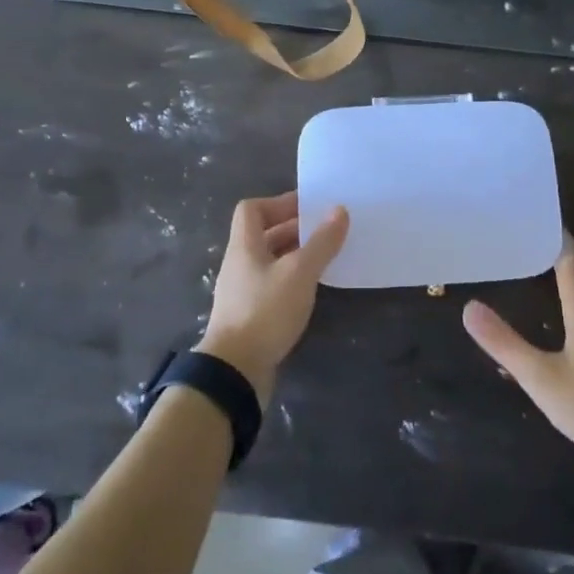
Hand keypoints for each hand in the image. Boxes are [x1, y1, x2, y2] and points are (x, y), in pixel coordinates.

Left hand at [196, 192, 347, 404]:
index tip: (308, 207)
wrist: (234, 371)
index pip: (252, 209)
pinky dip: (292, 280)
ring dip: (295, 255)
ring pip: (270, 261)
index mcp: (244, 246)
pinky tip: (311, 289)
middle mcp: (239, 264)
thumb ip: (321, 242)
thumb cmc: (265, 311)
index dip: (279, 202)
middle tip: (326, 230)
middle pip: (263, 234)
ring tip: (325, 257)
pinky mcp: (249, 315)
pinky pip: (272, 285)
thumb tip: (339, 210)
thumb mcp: (299, 273)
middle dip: (294, 228)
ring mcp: (242, 291)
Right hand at [463, 235, 573, 468]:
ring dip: (567, 274)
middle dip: (556, 250)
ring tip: (538, 268)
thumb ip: (504, 343)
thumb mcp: (540, 377)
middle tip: (526, 237)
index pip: (570, 257)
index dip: (553, 234)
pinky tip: (563, 315)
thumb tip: (469, 307)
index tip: (531, 216)